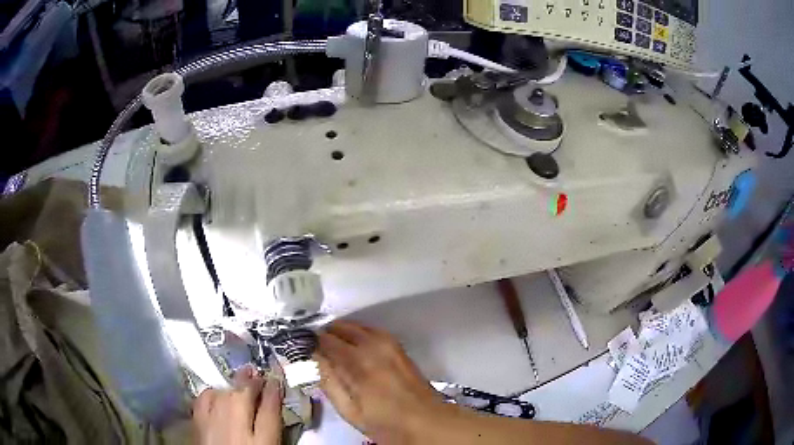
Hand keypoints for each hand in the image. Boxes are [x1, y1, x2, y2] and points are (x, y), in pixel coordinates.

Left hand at [193, 365, 283, 444]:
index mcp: (261, 442)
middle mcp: (237, 428)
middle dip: (252, 381)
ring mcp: (214, 423)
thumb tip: (274, 413)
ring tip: (240, 378)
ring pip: (224, 395)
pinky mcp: (197, 423)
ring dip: (233, 385)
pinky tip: (216, 393)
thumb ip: (272, 433)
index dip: (275, 392)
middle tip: (257, 371)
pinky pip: (203, 399)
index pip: (271, 410)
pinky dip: (211, 393)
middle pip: (244, 396)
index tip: (277, 379)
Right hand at [315, 321, 451, 443]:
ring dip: (341, 332)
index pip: (326, 341)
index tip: (302, 348)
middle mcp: (373, 347)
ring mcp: (389, 344)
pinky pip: (371, 330)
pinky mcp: (398, 346)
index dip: (311, 342)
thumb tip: (314, 360)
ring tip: (331, 346)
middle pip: (341, 328)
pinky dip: (358, 333)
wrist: (427, 421)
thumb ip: (330, 384)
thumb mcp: (351, 412)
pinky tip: (353, 345)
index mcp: (359, 365)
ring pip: (356, 326)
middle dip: (325, 334)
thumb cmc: (386, 423)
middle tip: (315, 348)